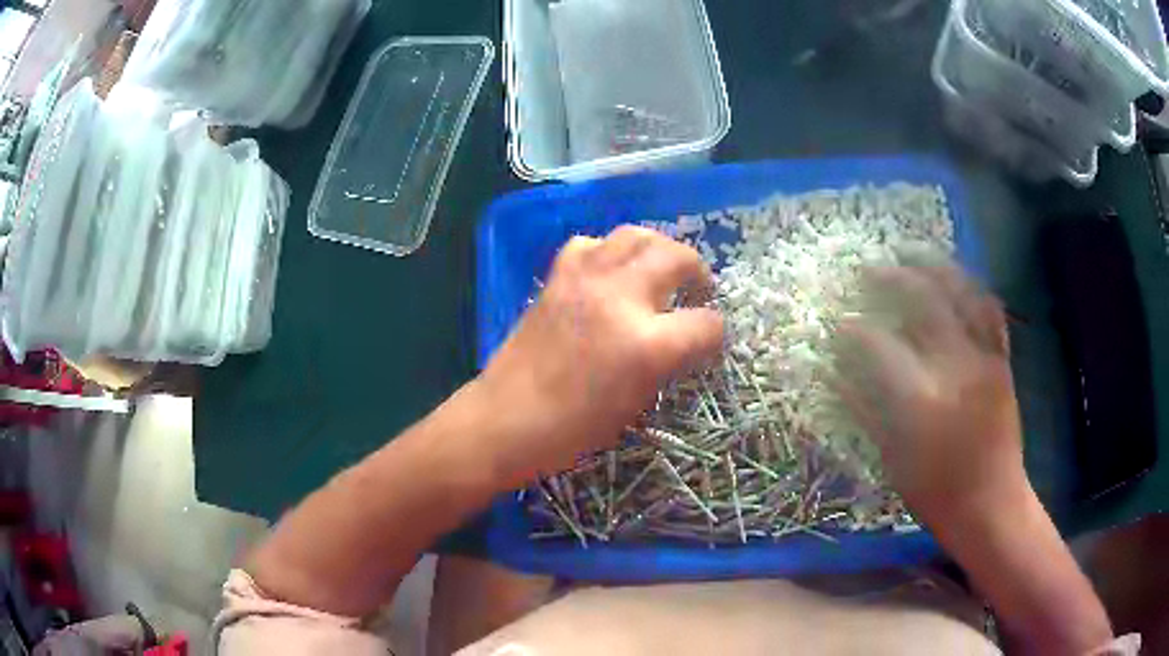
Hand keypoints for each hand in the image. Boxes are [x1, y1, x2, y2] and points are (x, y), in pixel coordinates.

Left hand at [476, 225, 723, 483]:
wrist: (507, 418)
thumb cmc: (573, 429)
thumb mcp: (637, 402)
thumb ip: (668, 362)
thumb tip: (685, 340)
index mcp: (648, 344)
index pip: (706, 324)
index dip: (715, 335)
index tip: (709, 343)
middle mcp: (621, 298)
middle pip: (678, 257)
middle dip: (698, 272)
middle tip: (696, 290)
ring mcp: (586, 280)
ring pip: (637, 235)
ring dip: (658, 249)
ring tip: (659, 269)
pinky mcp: (557, 276)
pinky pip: (592, 243)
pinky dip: (609, 251)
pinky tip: (609, 272)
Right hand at [833, 265, 1025, 521]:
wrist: (992, 505)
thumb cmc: (936, 492)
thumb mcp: (892, 458)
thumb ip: (862, 409)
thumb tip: (830, 372)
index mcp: (922, 400)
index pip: (879, 346)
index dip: (852, 330)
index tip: (837, 323)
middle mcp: (956, 368)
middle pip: (923, 300)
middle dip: (890, 277)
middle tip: (867, 269)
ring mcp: (985, 358)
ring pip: (961, 292)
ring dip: (932, 265)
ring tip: (909, 251)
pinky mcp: (1002, 361)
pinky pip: (990, 309)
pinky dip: (970, 285)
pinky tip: (954, 277)